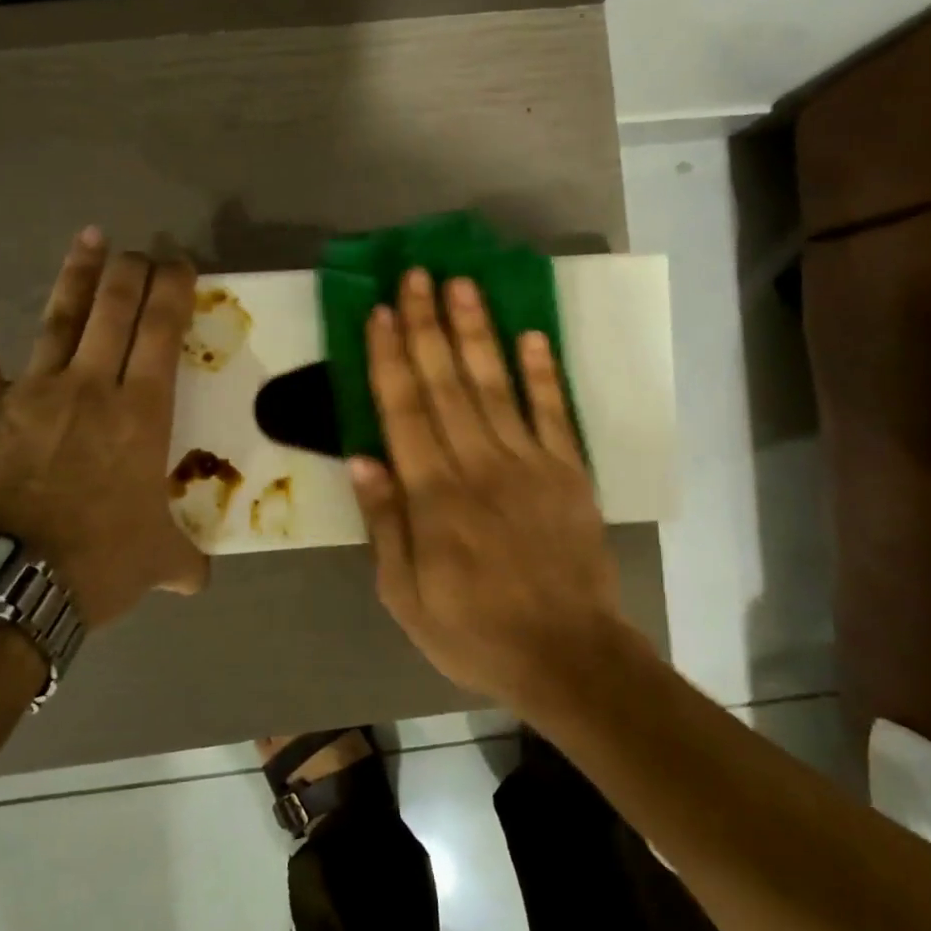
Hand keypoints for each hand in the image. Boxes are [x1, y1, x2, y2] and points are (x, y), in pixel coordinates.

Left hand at [0, 228, 207, 627]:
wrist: (10, 585)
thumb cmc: (97, 563)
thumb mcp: (157, 561)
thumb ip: (183, 560)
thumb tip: (198, 580)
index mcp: (142, 413)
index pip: (163, 331)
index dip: (173, 289)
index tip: (180, 264)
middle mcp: (92, 387)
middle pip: (116, 309)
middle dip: (133, 271)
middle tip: (141, 250)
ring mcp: (32, 391)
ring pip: (59, 317)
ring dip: (77, 275)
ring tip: (91, 237)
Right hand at [350, 268, 639, 710]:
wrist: (567, 655)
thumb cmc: (474, 631)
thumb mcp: (406, 595)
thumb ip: (385, 523)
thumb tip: (361, 458)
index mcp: (434, 495)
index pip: (404, 410)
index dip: (390, 358)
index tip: (379, 312)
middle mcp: (478, 465)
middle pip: (446, 383)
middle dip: (428, 325)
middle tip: (417, 274)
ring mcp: (530, 463)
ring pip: (496, 384)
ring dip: (477, 331)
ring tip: (462, 284)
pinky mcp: (569, 471)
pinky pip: (554, 411)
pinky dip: (542, 371)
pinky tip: (530, 333)